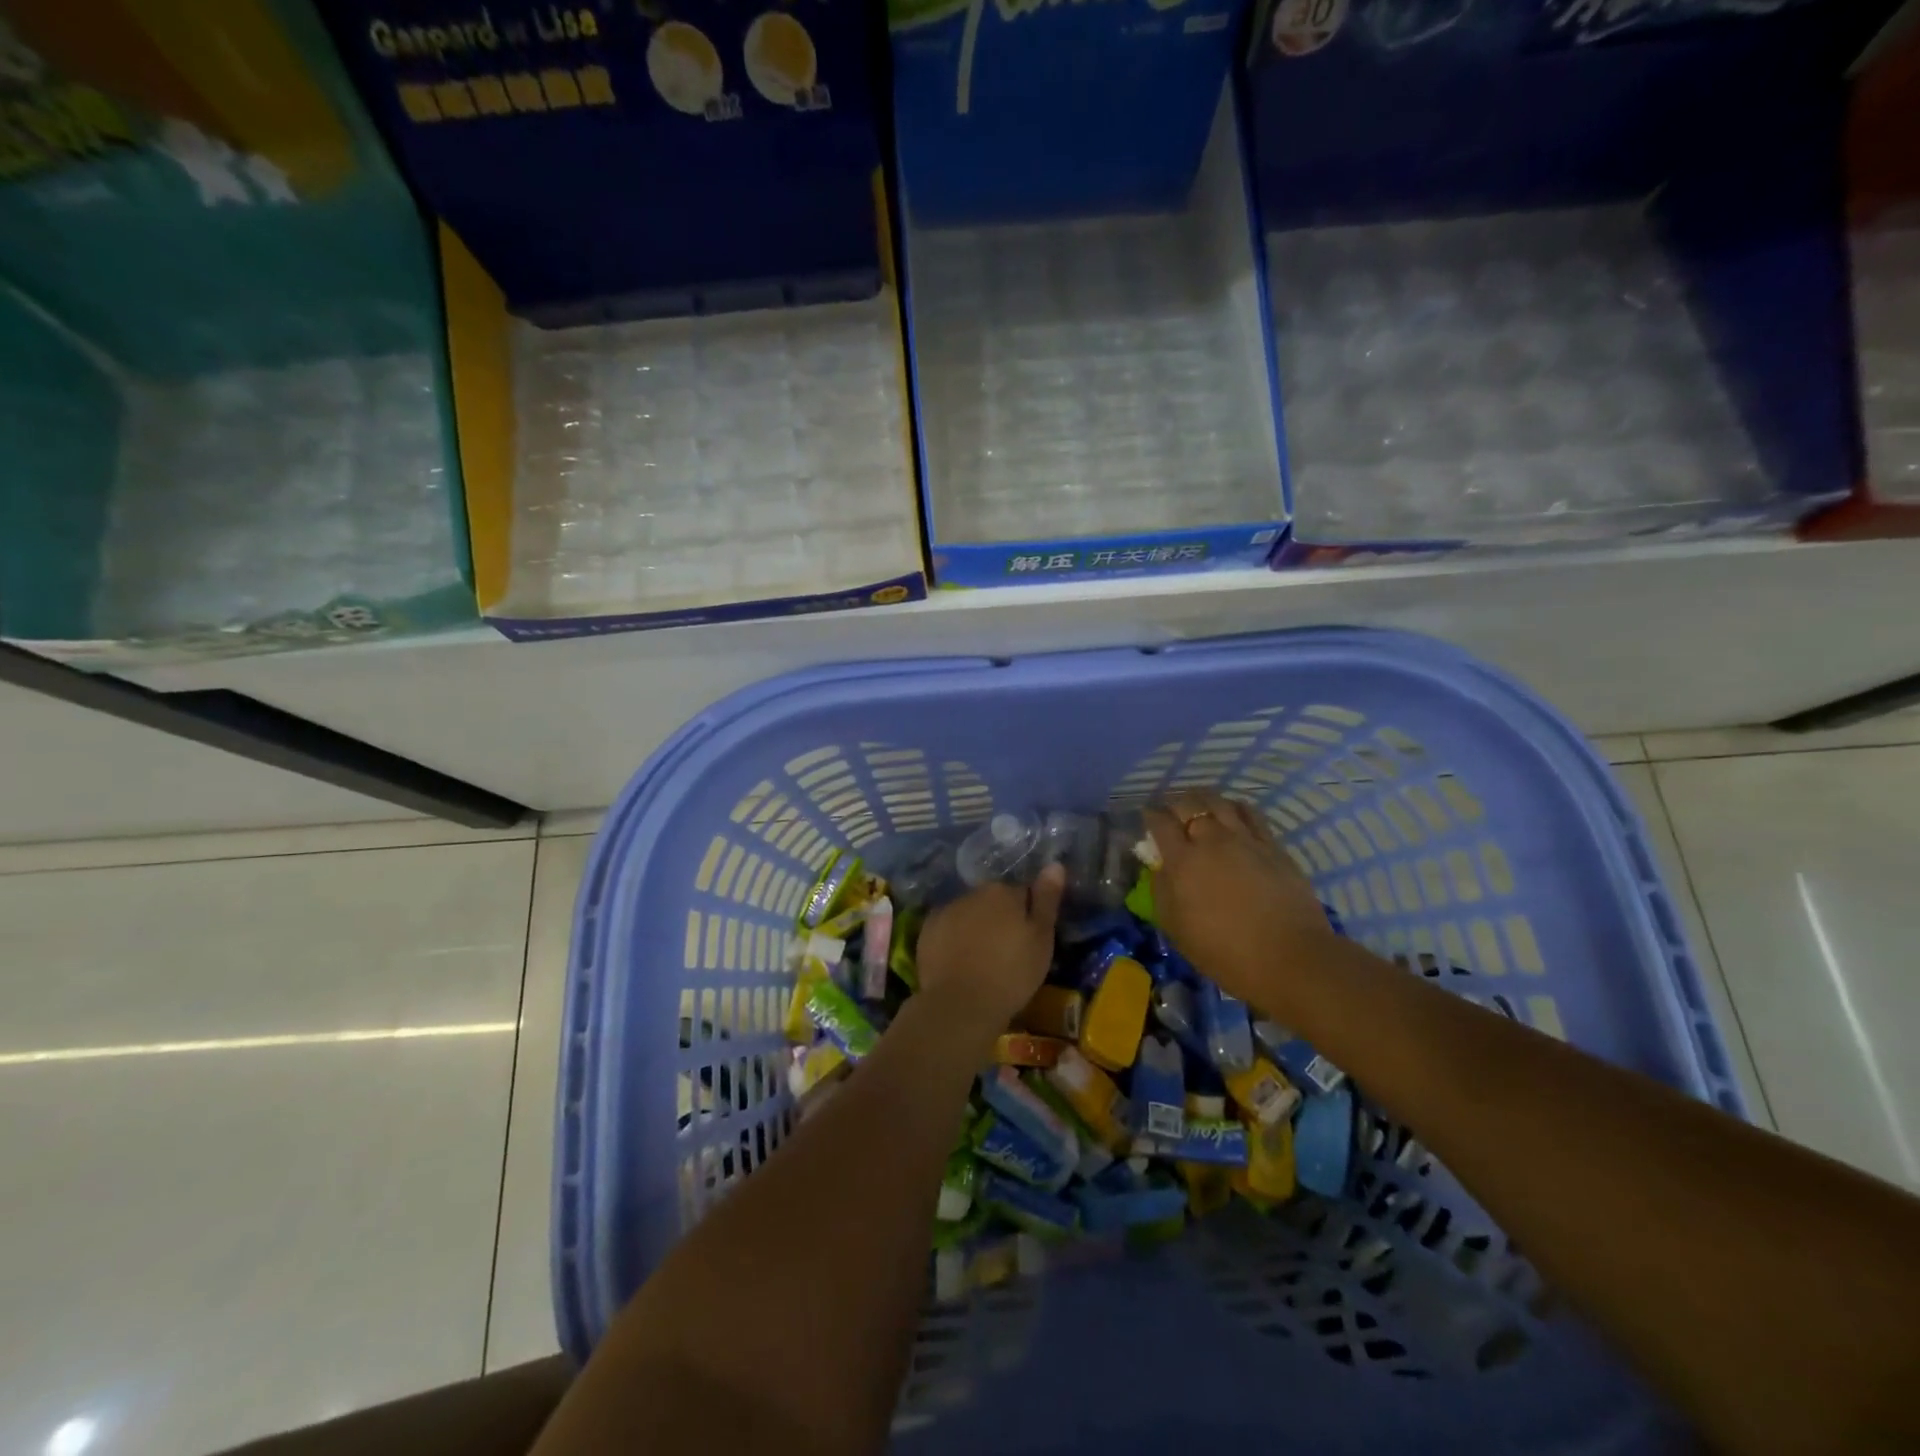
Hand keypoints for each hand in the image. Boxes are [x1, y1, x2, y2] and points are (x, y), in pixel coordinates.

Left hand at [914, 864, 1064, 1043]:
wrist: (961, 1003)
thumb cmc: (1011, 973)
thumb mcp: (1041, 939)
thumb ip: (1047, 899)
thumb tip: (1055, 864)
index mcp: (1003, 891)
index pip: (1022, 894)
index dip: (1028, 916)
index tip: (1028, 940)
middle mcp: (972, 892)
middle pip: (992, 901)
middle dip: (999, 918)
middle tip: (1007, 951)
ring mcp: (946, 910)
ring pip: (968, 913)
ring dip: (976, 927)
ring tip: (982, 960)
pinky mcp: (927, 930)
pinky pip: (947, 928)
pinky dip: (953, 938)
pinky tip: (959, 962)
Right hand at [1143, 792, 1338, 1003]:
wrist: (1290, 958)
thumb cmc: (1225, 952)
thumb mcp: (1177, 929)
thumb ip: (1162, 892)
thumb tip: (1160, 867)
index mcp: (1183, 861)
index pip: (1160, 823)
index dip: (1150, 816)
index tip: (1147, 818)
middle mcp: (1211, 840)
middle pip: (1189, 804)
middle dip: (1175, 804)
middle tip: (1172, 813)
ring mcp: (1245, 839)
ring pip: (1219, 802)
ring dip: (1204, 799)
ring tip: (1201, 806)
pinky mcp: (1272, 845)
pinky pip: (1250, 813)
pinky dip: (1236, 807)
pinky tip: (1233, 813)